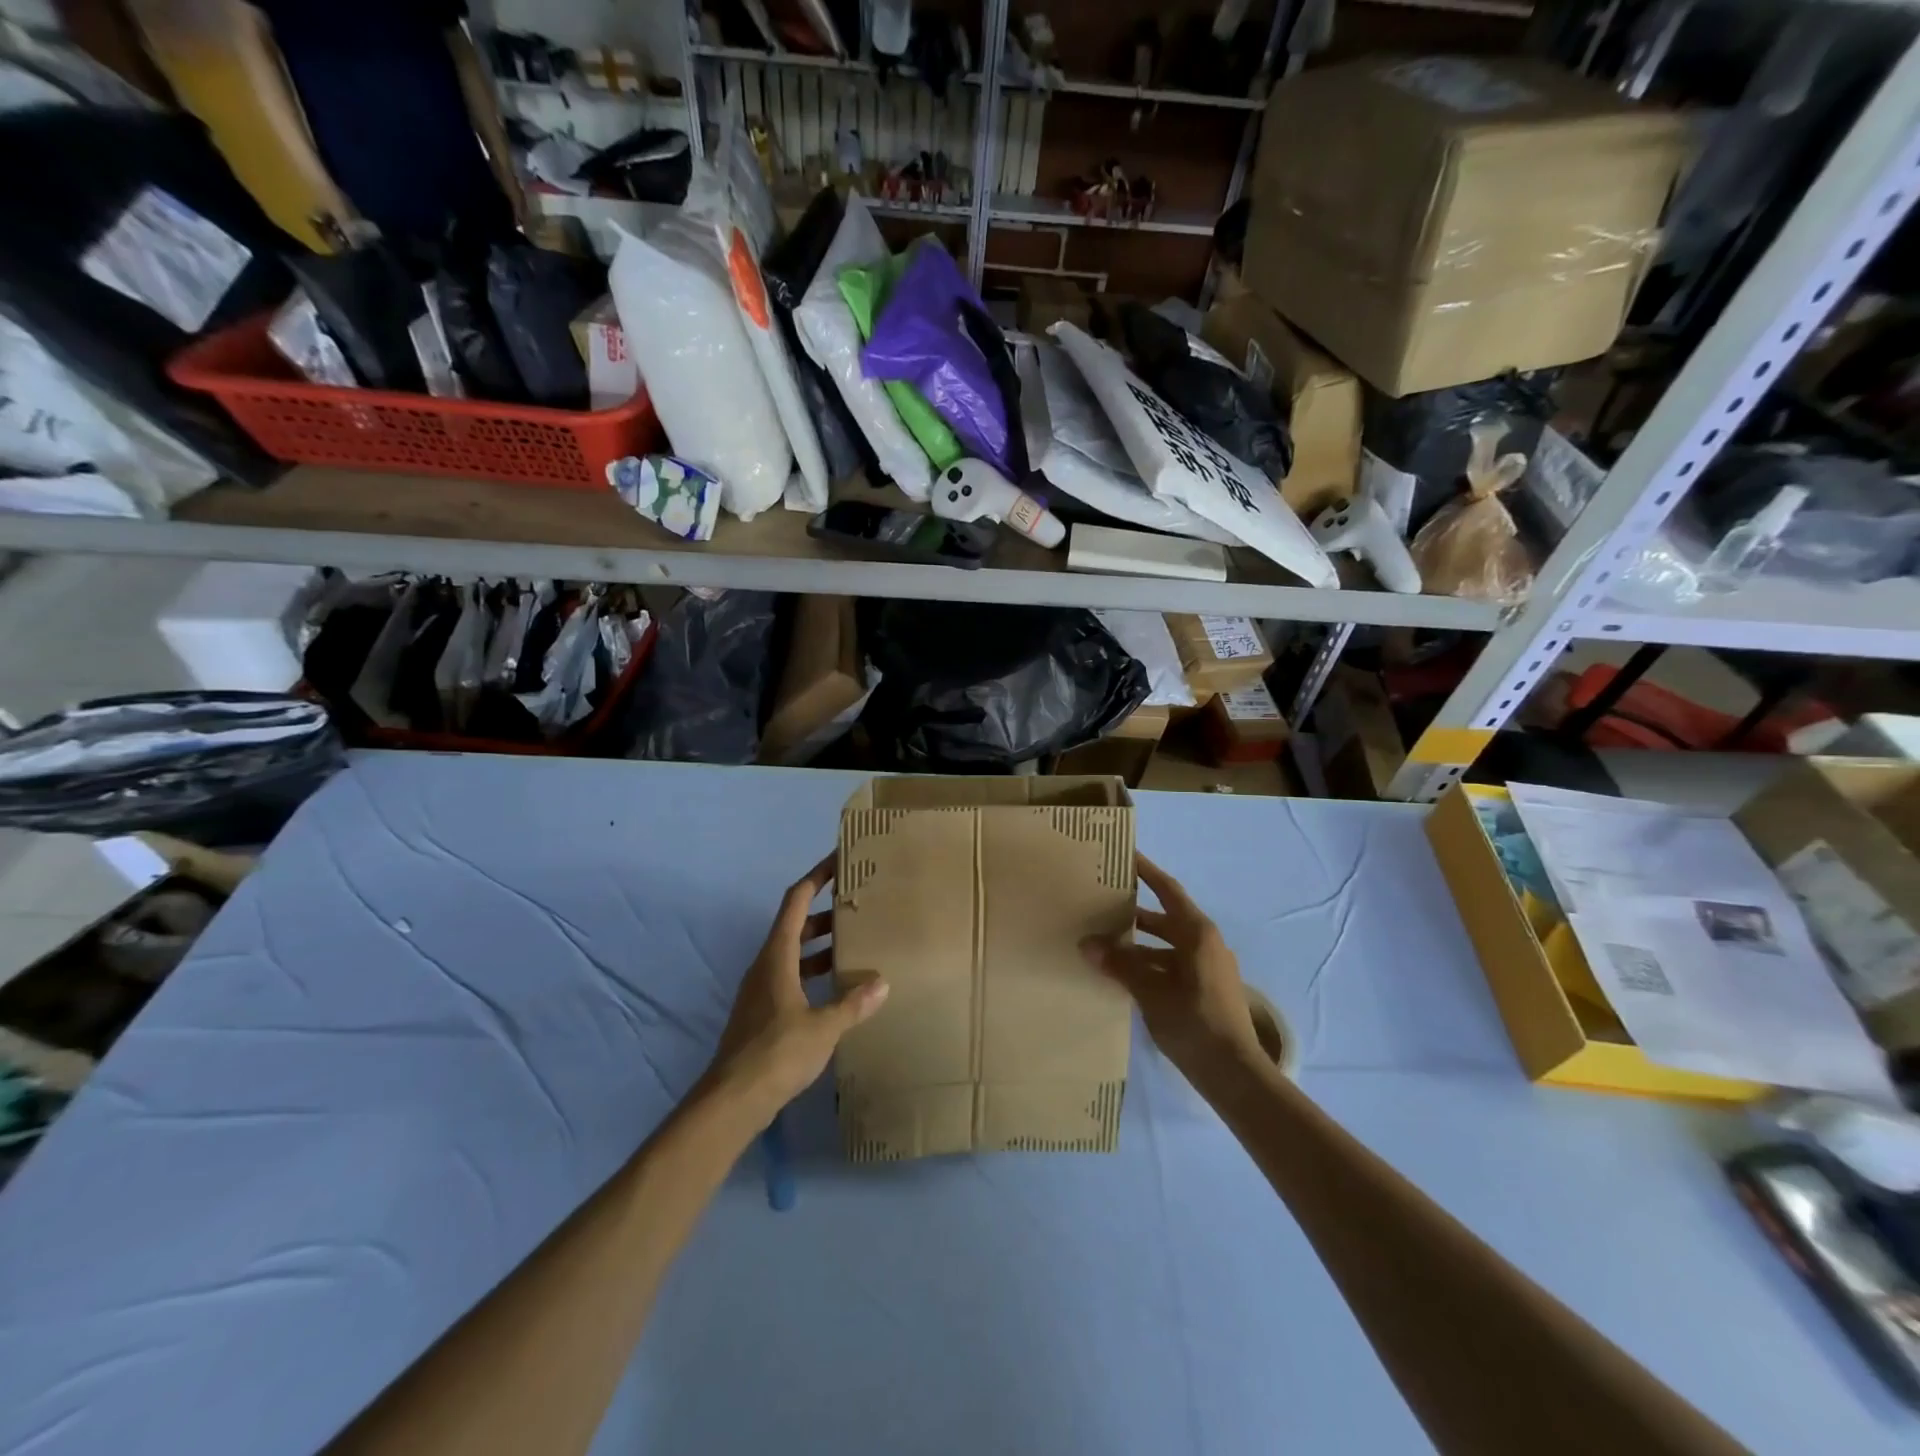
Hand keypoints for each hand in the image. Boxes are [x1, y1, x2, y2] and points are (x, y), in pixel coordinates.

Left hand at [704, 851, 888, 1127]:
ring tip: (855, 944)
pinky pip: (792, 977)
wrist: (732, 1100)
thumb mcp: (823, 1027)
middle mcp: (766, 965)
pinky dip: (814, 972)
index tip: (838, 860)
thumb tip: (882, 982)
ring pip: (794, 953)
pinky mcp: (762, 1013)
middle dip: (825, 913)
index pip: (796, 901)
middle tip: (858, 906)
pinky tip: (837, 988)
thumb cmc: (777, 1052)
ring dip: (821, 946)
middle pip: (795, 925)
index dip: (816, 877)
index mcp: (777, 956)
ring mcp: (761, 990)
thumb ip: (853, 1003)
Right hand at [1081, 852, 1259, 1087]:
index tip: (1125, 856)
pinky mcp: (1204, 989)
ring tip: (1103, 942)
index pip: (1168, 890)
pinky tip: (1122, 975)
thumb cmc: (1194, 1022)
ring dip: (1137, 943)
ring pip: (1166, 945)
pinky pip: (1170, 964)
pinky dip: (1148, 964)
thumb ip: (1120, 965)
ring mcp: (1207, 968)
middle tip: (1101, 902)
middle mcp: (1205, 943)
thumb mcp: (1151, 991)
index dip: (1147, 871)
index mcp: (1197, 933)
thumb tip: (1087, 944)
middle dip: (1133, 911)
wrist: (1234, 1073)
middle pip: (1165, 917)